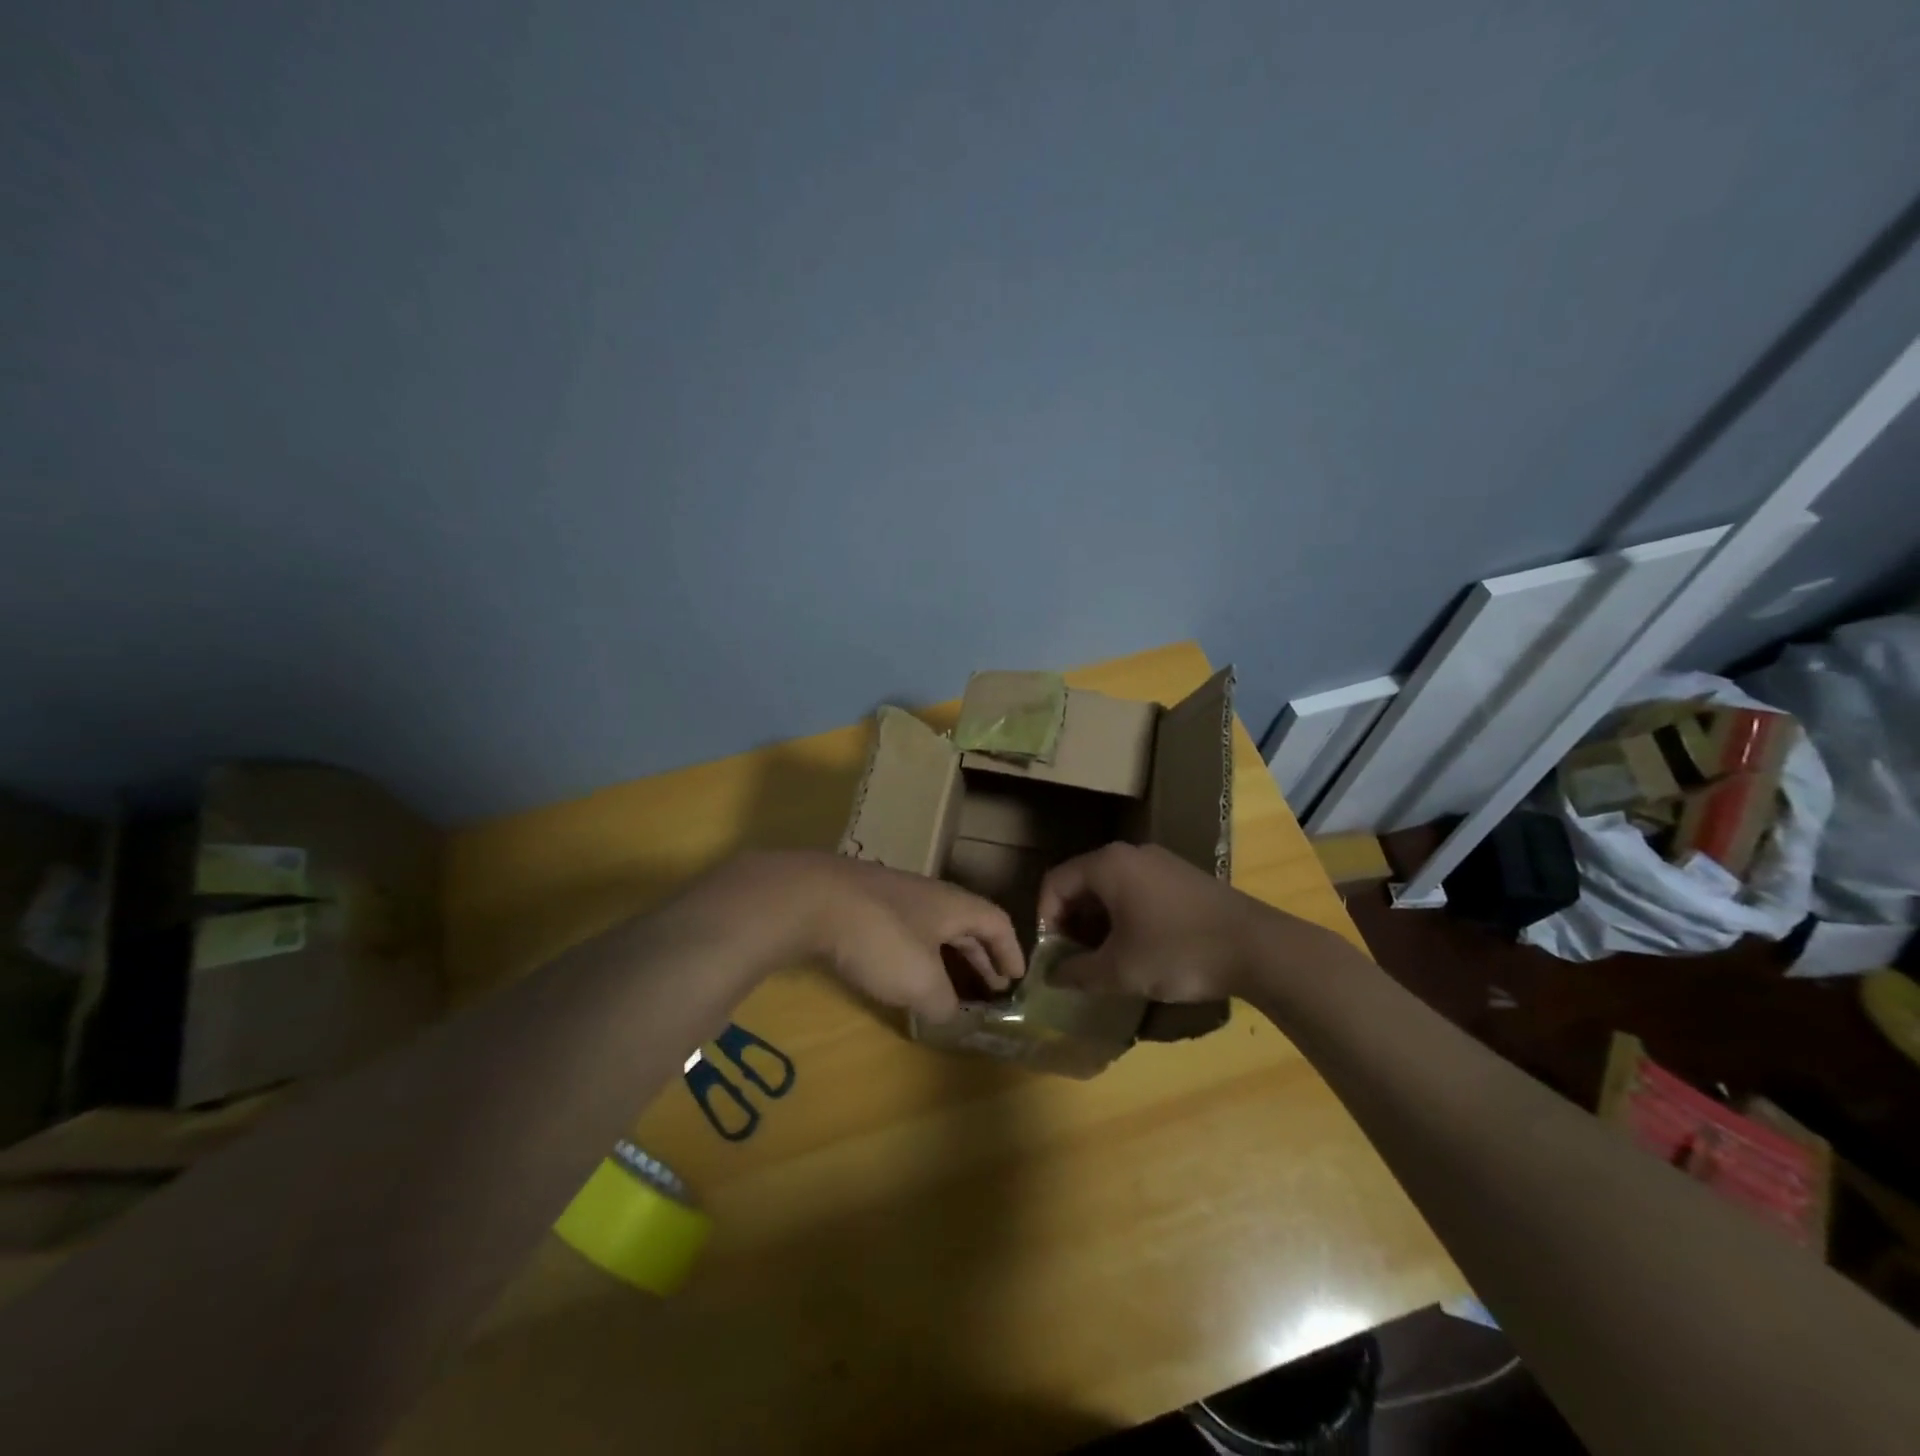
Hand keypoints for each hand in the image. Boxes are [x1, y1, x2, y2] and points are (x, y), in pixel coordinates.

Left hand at [734, 851, 1023, 1020]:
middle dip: (980, 956)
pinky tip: (898, 974)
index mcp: (953, 905)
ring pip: (931, 927)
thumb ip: (944, 1001)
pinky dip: (912, 954)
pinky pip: (901, 930)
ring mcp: (891, 897)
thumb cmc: (880, 938)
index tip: (1017, 978)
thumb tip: (949, 1012)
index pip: (996, 922)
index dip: (1010, 950)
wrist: (811, 899)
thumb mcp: (921, 981)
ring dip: (944, 957)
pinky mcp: (859, 905)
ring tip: (946, 986)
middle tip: (990, 987)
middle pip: (965, 924)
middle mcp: (927, 895)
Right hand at [1037, 842, 1352, 1000]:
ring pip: (1111, 887)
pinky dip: (1125, 915)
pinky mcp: (1182, 876)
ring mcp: (1160, 862)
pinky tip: (1139, 948)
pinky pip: (1137, 889)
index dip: (1045, 919)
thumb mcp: (1120, 970)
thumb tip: (1052, 976)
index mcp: (1108, 865)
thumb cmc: (1178, 952)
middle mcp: (1130, 853)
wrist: (1259, 948)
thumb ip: (1077, 973)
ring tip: (1105, 958)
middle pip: (1082, 882)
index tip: (1052, 955)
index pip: (1055, 882)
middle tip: (1075, 959)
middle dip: (1071, 921)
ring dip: (1098, 921)